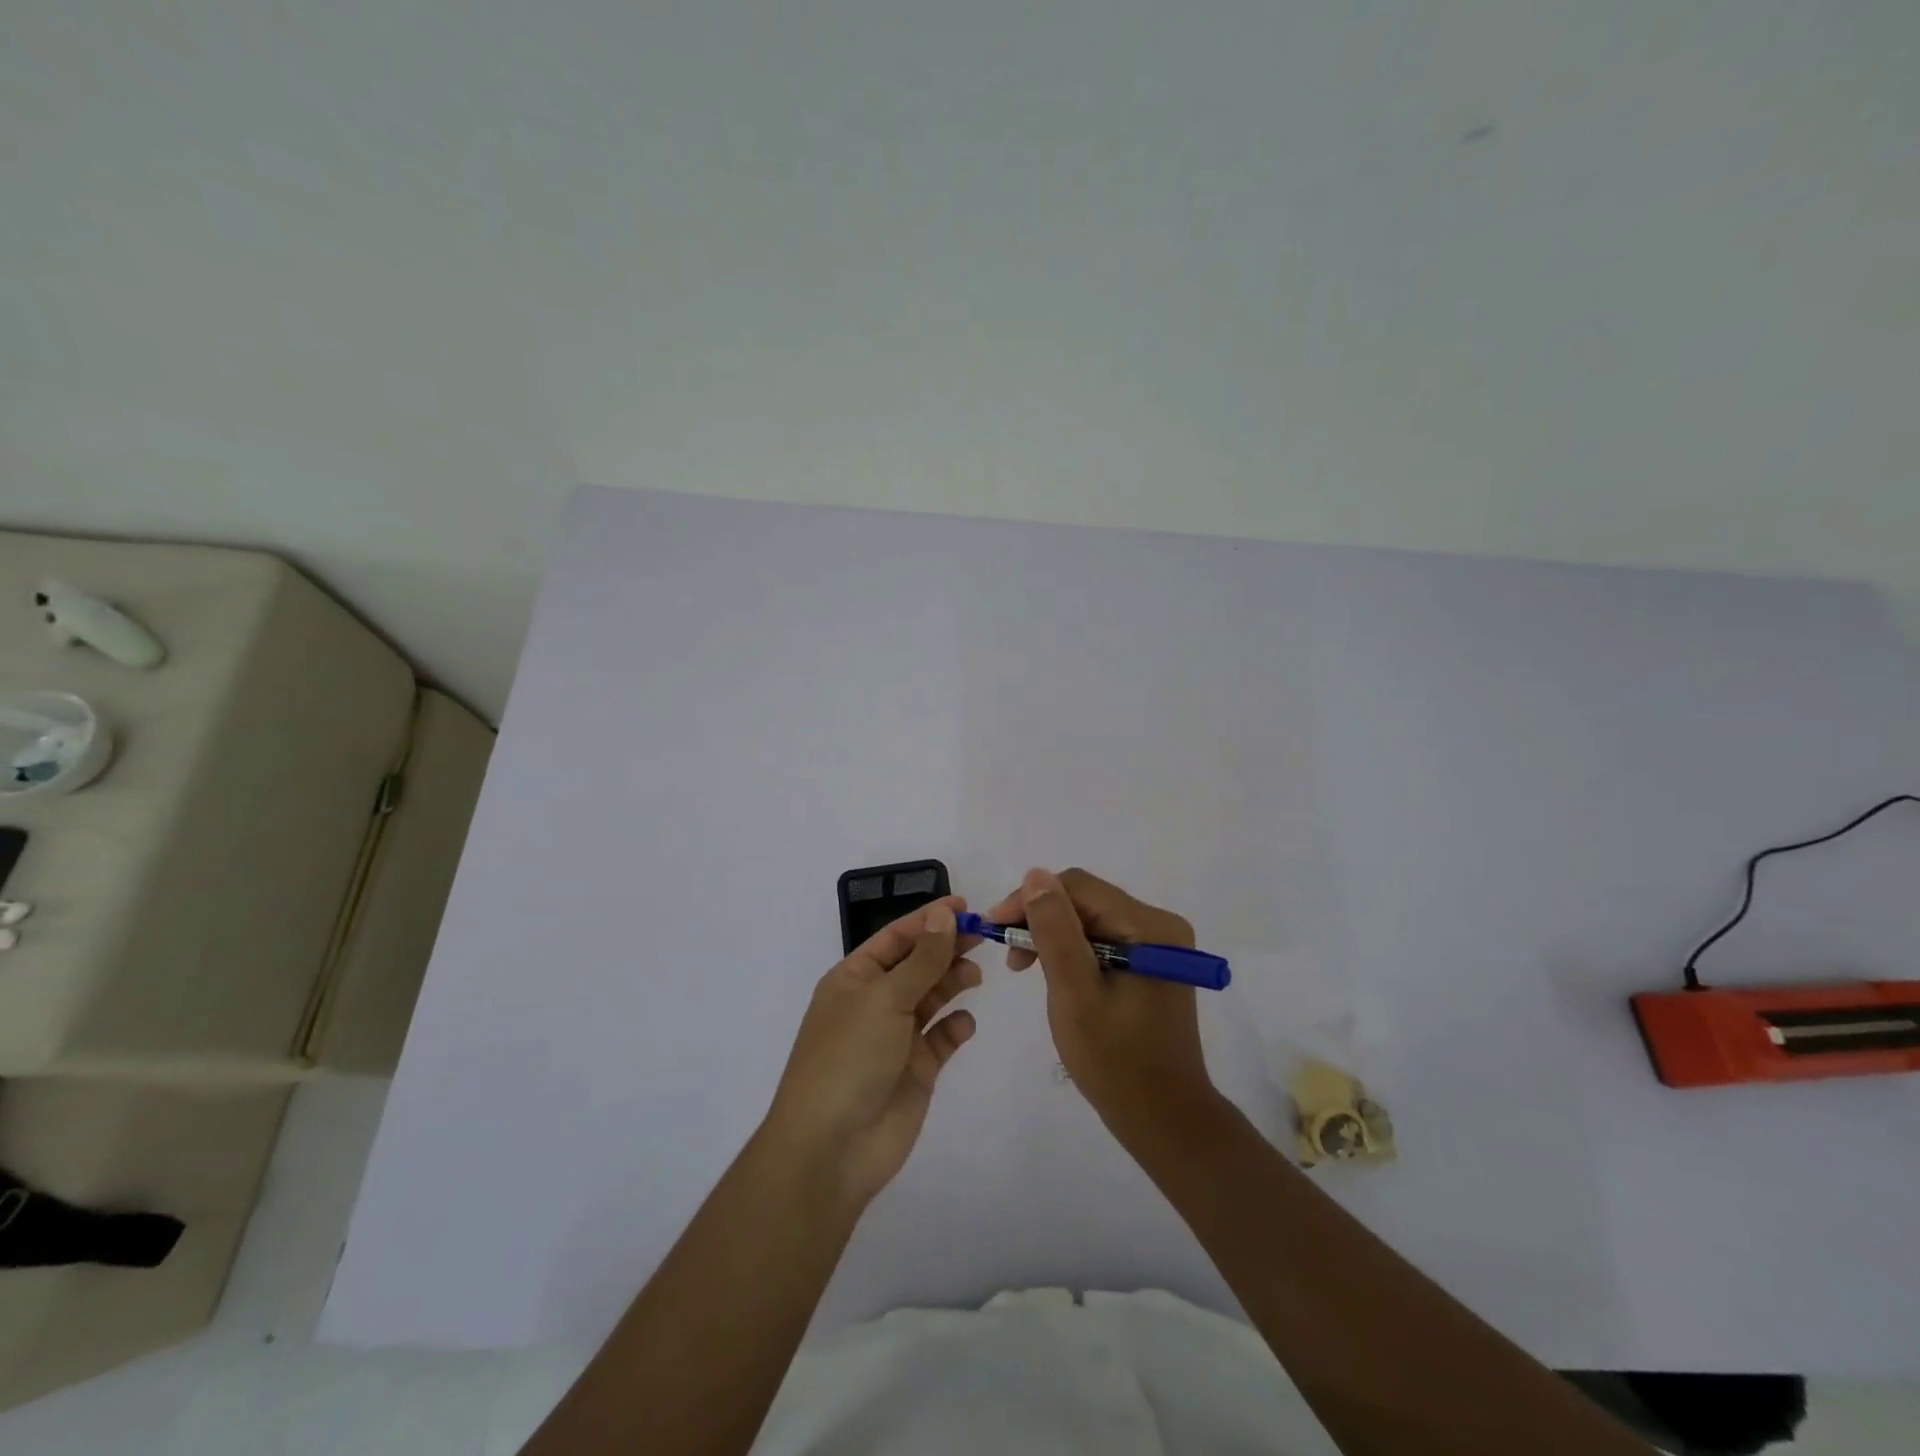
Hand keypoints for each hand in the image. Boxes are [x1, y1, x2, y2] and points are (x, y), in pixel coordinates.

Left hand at [763, 898, 981, 1207]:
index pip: (896, 937)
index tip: (964, 906)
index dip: (928, 919)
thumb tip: (944, 916)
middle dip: (946, 948)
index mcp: (854, 978)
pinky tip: (965, 1025)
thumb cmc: (850, 1058)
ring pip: (931, 998)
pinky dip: (955, 1027)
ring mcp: (895, 1037)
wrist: (832, 1148)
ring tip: (974, 977)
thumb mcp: (885, 998)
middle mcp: (874, 1002)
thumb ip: (922, 959)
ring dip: (952, 982)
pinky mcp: (916, 1070)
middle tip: (983, 936)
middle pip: (917, 964)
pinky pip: (941, 1038)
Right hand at [989, 868, 1216, 1136]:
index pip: (1079, 887)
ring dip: (1053, 935)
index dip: (1031, 899)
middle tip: (1007, 953)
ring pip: (1091, 919)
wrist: (1165, 1120)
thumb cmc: (1116, 1062)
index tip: (994, 928)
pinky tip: (1053, 973)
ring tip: (1023, 966)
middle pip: (1086, 901)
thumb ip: (1055, 931)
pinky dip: (1072, 951)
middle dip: (1041, 918)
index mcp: (1150, 927)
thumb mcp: (1075, 994)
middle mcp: (1160, 925)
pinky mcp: (1151, 963)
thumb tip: (1035, 874)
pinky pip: (1103, 939)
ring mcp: (1158, 945)